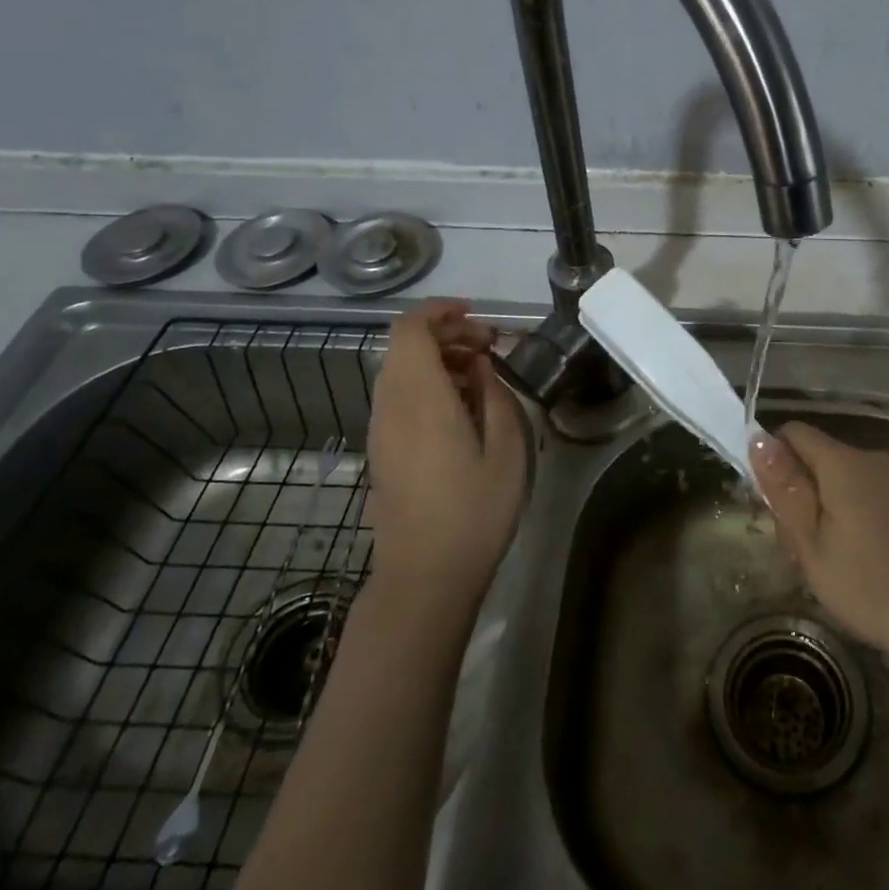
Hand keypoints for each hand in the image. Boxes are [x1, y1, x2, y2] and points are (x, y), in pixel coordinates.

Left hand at [363, 300, 526, 610]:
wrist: (424, 577)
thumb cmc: (474, 512)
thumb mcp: (507, 450)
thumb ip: (496, 395)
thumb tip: (481, 366)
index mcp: (421, 399)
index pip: (410, 329)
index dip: (440, 311)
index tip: (476, 316)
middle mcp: (391, 406)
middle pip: (404, 345)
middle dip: (447, 333)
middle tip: (490, 348)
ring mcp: (381, 429)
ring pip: (400, 370)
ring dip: (438, 359)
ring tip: (481, 377)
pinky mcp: (382, 449)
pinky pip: (399, 396)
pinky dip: (428, 383)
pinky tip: (462, 409)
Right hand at [750, 422, 888, 674]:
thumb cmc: (869, 584)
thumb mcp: (810, 542)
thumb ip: (784, 488)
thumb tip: (757, 439)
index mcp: (842, 461)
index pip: (792, 432)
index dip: (771, 459)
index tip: (767, 505)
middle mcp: (868, 459)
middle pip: (812, 457)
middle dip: (794, 493)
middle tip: (794, 547)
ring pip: (833, 480)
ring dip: (816, 511)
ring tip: (819, 562)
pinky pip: (856, 495)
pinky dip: (841, 518)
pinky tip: (846, 562)